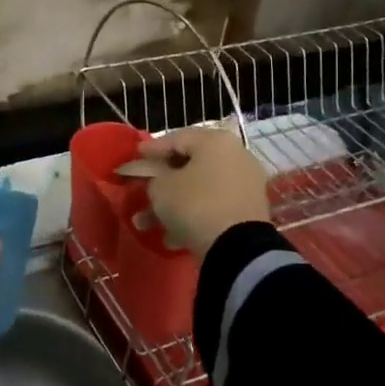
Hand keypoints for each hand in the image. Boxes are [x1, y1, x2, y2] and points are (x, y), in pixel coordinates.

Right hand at [116, 126, 269, 258]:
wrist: (238, 247)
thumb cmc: (194, 205)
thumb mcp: (160, 188)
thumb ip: (152, 176)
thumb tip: (156, 178)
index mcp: (215, 141)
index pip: (175, 138)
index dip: (151, 149)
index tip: (135, 156)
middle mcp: (235, 155)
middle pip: (189, 164)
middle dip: (161, 181)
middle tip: (141, 189)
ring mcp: (245, 183)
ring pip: (199, 189)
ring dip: (172, 204)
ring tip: (146, 224)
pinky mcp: (249, 210)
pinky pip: (213, 206)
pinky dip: (192, 216)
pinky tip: (171, 236)